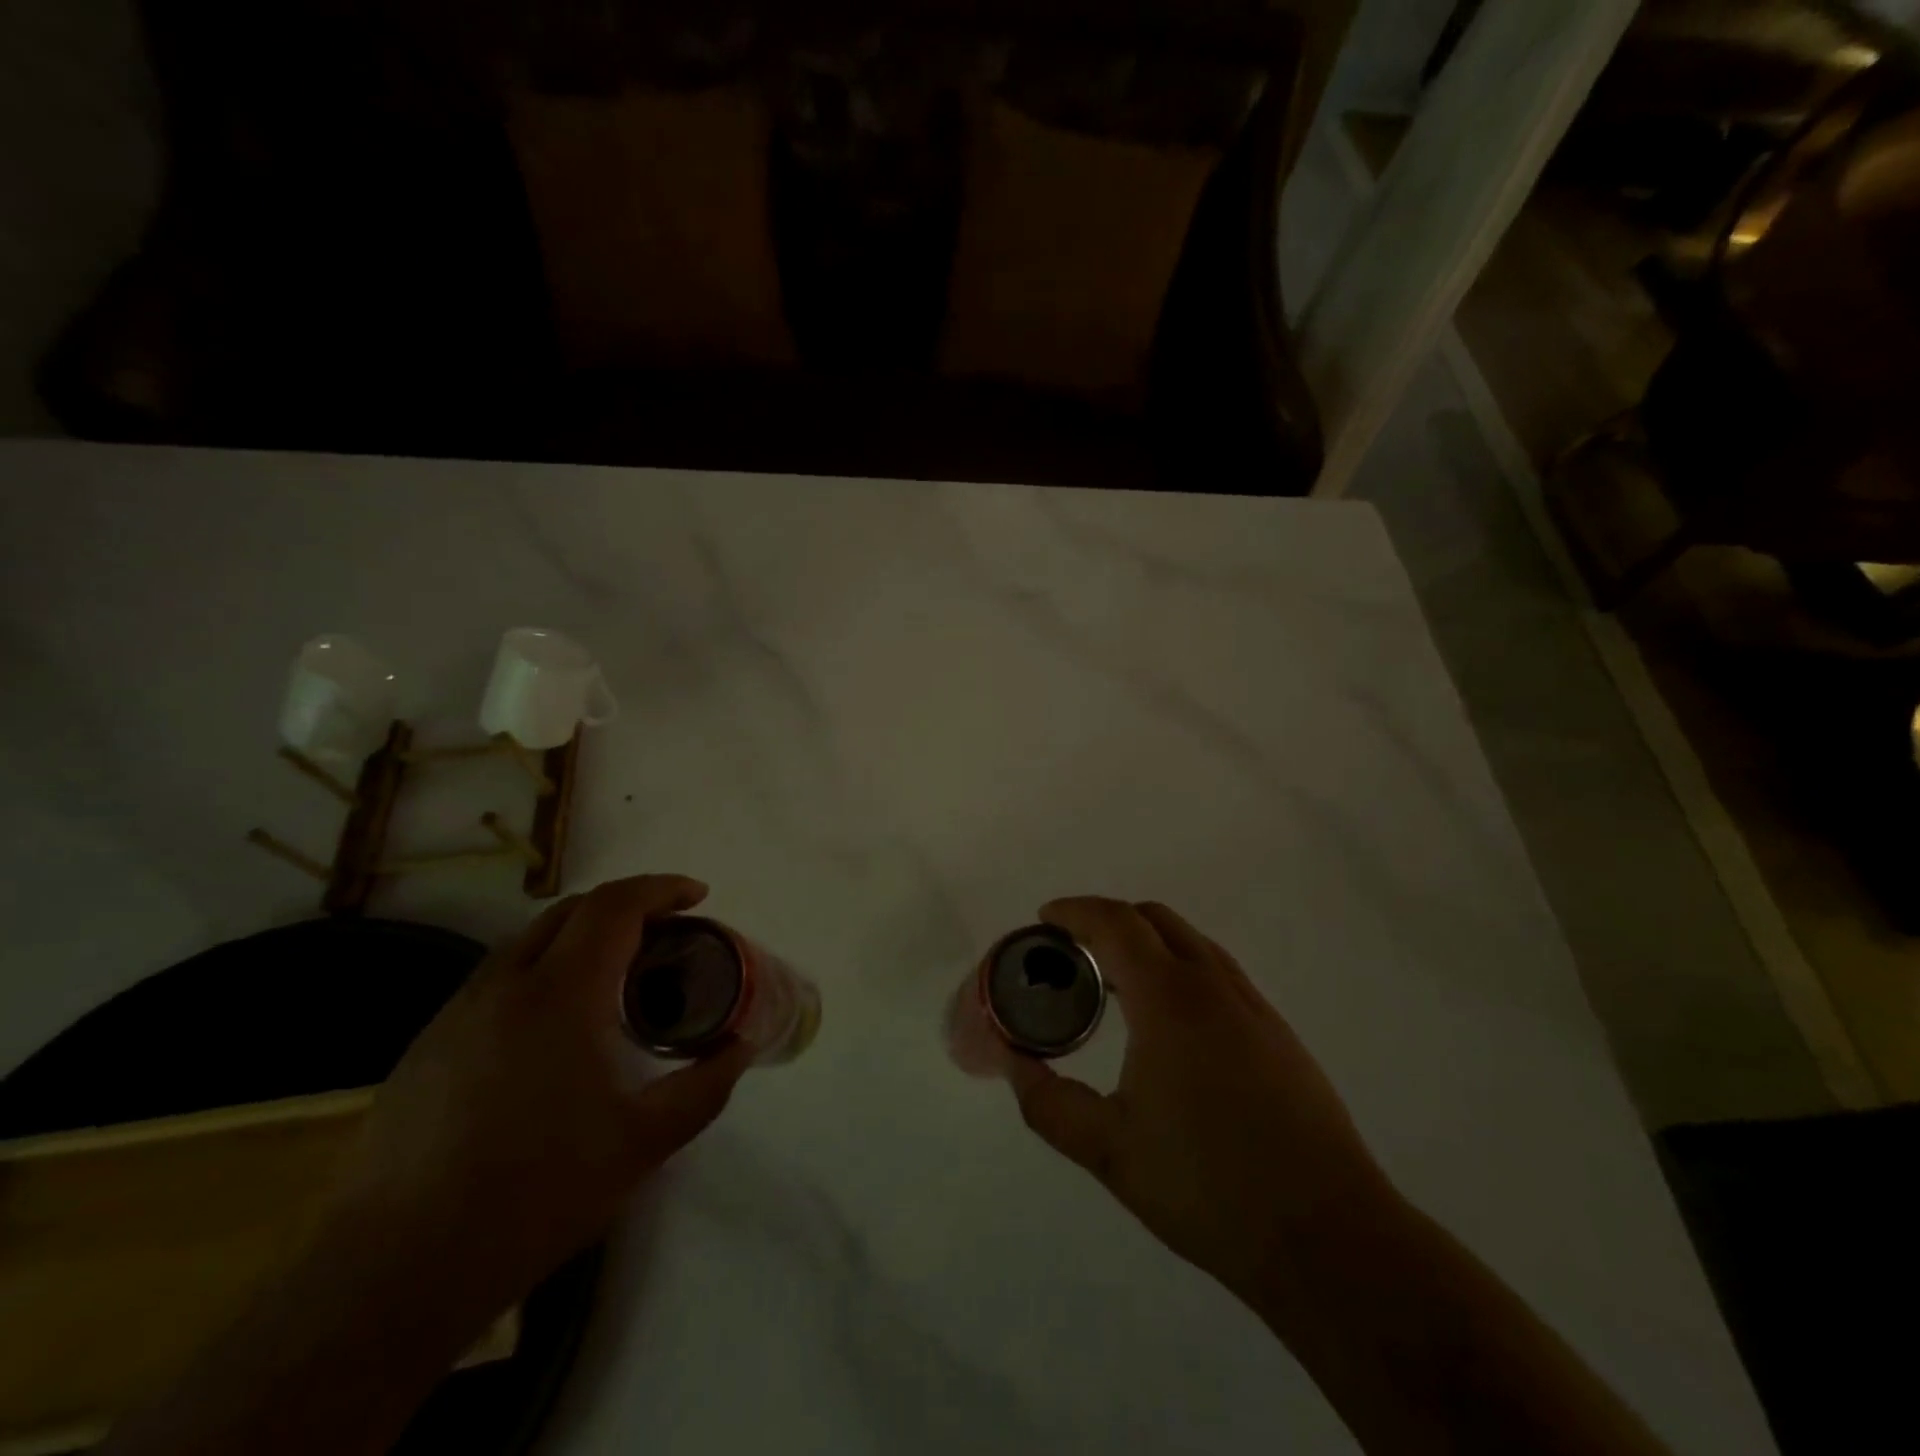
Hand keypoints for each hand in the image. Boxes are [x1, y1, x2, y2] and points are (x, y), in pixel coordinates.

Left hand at [327, 874, 753, 1315]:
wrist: (395, 1273)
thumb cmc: (536, 1194)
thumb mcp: (644, 1143)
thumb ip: (705, 1087)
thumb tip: (742, 1047)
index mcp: (562, 993)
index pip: (616, 906)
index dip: (662, 888)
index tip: (698, 897)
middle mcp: (505, 985)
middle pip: (573, 910)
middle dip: (627, 906)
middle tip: (666, 935)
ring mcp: (457, 1013)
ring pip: (529, 943)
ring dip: (582, 938)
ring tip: (617, 979)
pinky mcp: (427, 1047)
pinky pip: (498, 982)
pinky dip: (544, 973)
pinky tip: (556, 1032)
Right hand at [1006, 898, 1398, 1312]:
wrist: (1328, 1236)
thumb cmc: (1209, 1187)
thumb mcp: (1109, 1151)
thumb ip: (1049, 1103)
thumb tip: (1015, 1064)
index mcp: (1170, 999)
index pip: (1115, 923)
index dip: (1074, 911)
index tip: (1044, 918)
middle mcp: (1214, 985)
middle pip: (1154, 918)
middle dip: (1106, 919)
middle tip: (1072, 952)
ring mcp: (1253, 1006)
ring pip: (1190, 941)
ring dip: (1145, 941)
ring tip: (1113, 982)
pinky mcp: (1277, 1032)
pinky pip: (1216, 970)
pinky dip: (1177, 966)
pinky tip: (1167, 1020)